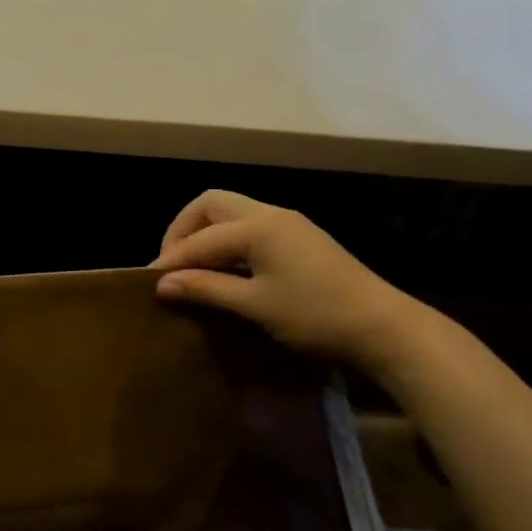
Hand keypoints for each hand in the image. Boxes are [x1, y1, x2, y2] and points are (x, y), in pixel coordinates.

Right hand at [153, 191, 419, 367]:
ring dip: (206, 233)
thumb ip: (207, 289)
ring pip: (233, 212)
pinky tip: (225, 269)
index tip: (149, 283)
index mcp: (258, 226)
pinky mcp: (300, 238)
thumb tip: (162, 284)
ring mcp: (289, 223)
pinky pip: (250, 226)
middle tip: (172, 265)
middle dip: (184, 230)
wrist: (382, 326)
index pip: (200, 238)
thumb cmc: (315, 316)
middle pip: (212, 204)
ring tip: (193, 268)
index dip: (172, 260)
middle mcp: (271, 214)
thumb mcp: (255, 305)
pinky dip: (228, 240)